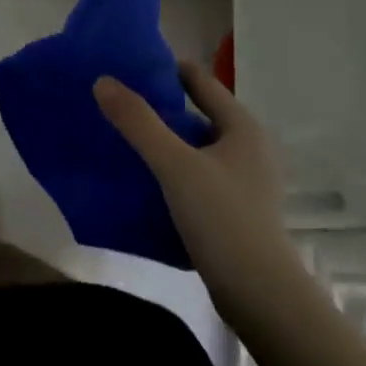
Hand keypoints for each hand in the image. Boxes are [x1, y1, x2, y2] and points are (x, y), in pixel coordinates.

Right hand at [94, 63, 298, 317]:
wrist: (262, 300)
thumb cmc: (224, 219)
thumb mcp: (175, 165)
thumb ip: (138, 122)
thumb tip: (102, 80)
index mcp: (240, 127)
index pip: (198, 80)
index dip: (164, 69)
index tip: (125, 66)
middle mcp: (245, 148)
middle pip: (193, 113)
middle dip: (156, 107)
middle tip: (114, 101)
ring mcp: (241, 182)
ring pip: (192, 148)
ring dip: (161, 141)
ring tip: (119, 137)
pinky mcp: (232, 212)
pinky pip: (193, 177)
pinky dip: (169, 171)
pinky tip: (140, 178)